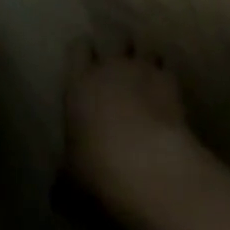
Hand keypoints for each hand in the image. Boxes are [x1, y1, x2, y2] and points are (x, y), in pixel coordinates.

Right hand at [64, 38, 204, 218]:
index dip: (83, 54)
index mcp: (79, 83)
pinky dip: (167, 77)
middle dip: (119, 49)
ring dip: (146, 58)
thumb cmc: (100, 170)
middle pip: (115, 38)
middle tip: (120, 67)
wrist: (151, 167)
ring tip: (147, 73)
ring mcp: (143, 70)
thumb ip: (64, 177)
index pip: (77, 48)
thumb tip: (57, 191)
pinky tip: (169, 93)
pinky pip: (168, 68)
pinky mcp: (172, 83)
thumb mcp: (71, 181)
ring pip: (145, 46)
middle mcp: (110, 67)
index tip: (86, 66)